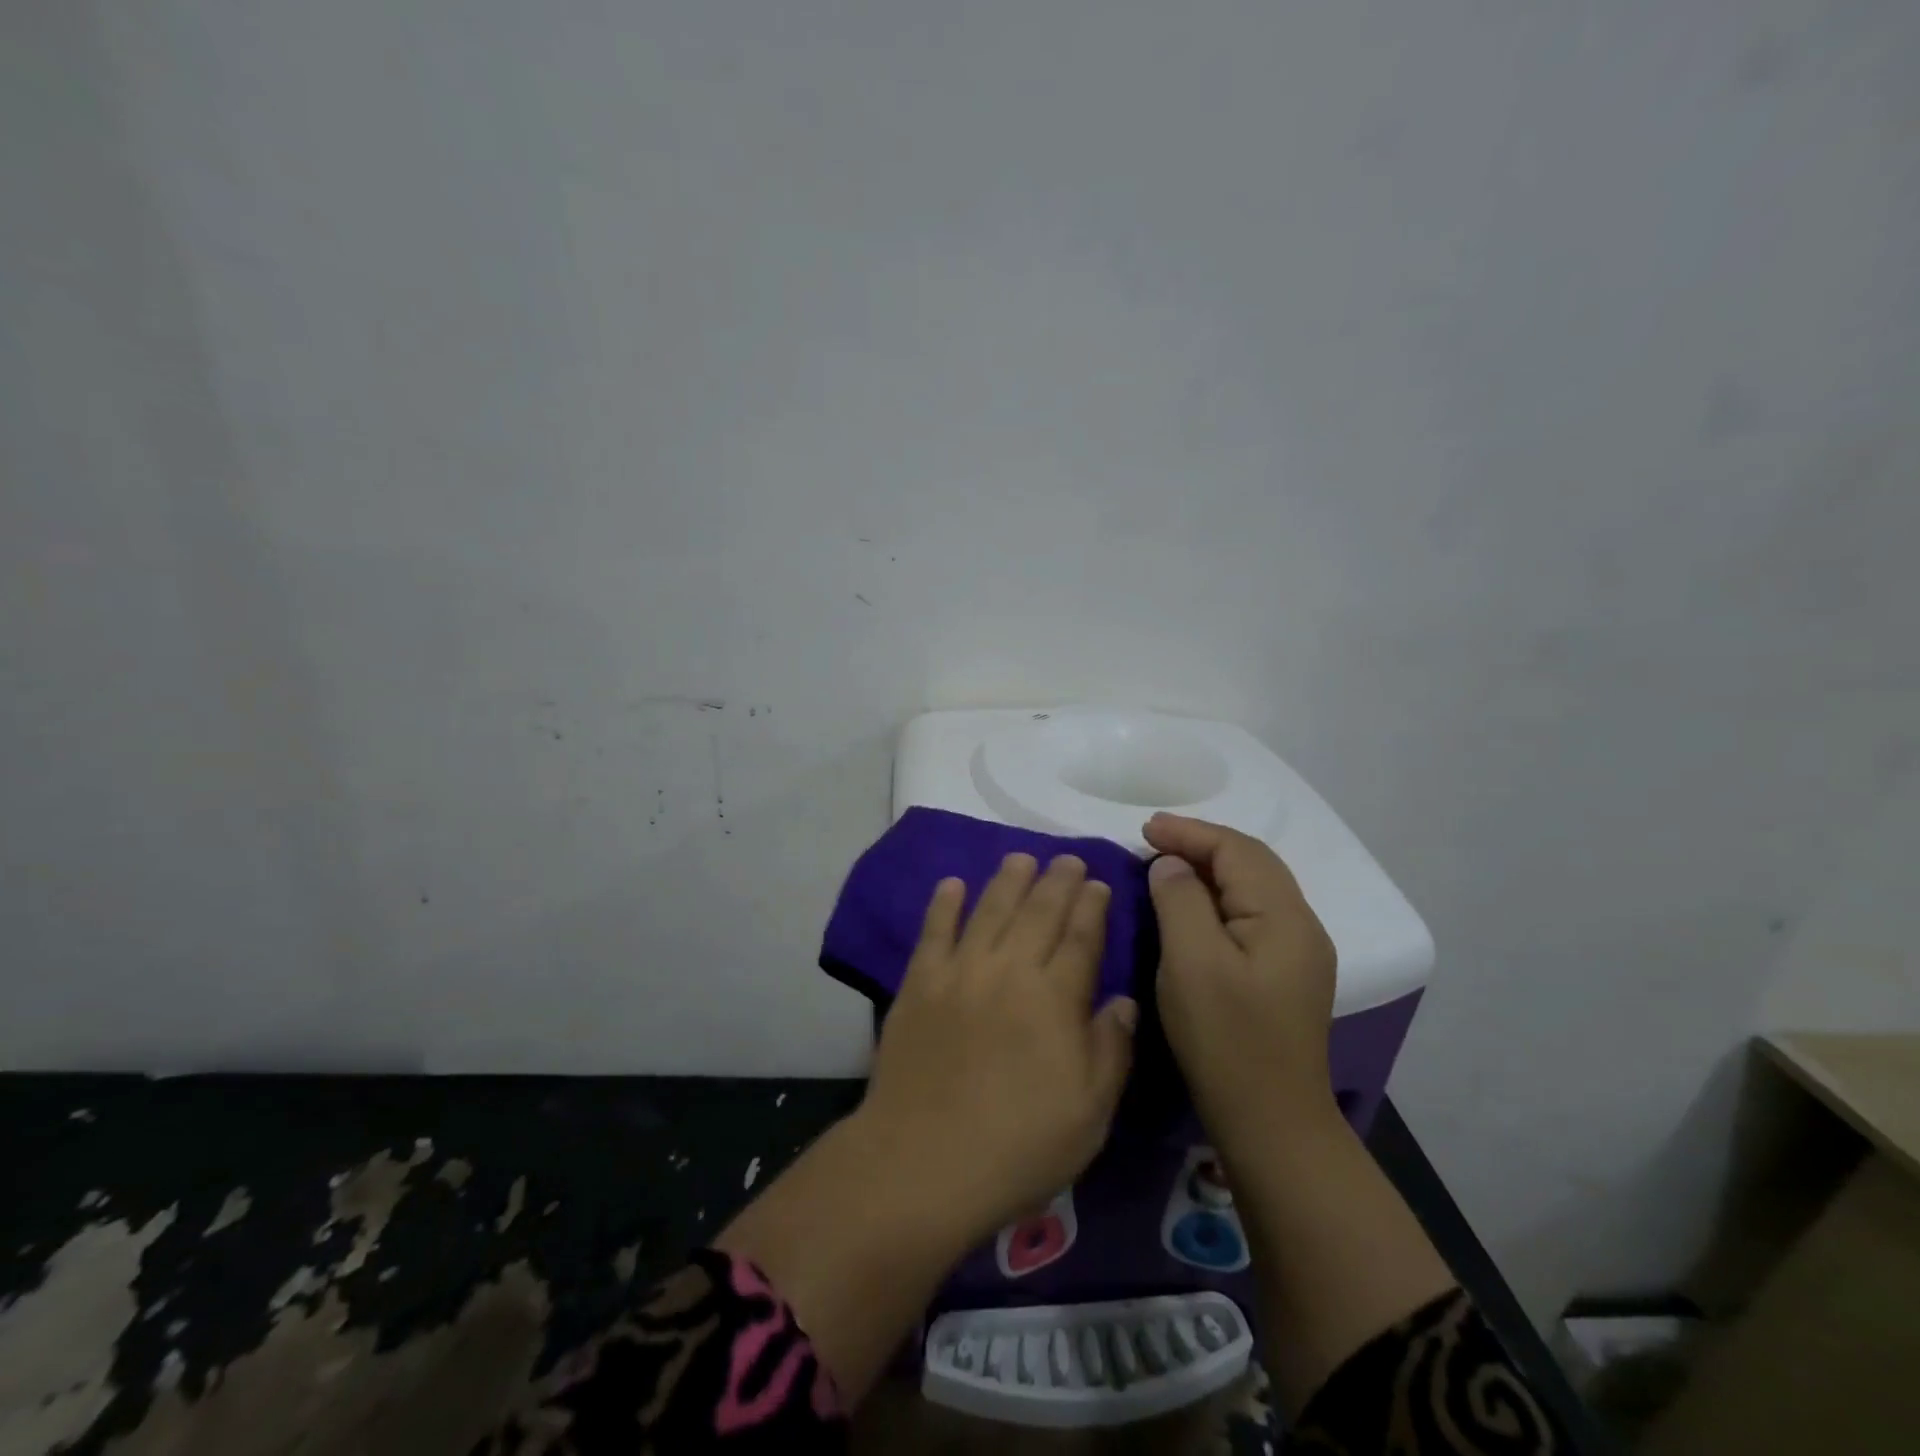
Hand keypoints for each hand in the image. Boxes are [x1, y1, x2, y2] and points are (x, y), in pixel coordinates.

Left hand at [859, 852, 1137, 1244]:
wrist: (923, 1161)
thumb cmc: (1019, 1145)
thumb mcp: (1090, 1112)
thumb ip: (1111, 1049)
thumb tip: (1123, 1000)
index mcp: (1056, 998)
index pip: (1081, 937)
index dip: (1092, 906)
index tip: (1099, 883)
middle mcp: (1010, 970)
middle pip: (1039, 912)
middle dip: (1058, 880)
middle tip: (1068, 858)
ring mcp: (960, 971)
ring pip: (990, 909)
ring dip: (1008, 879)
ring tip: (1021, 857)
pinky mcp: (919, 982)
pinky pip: (934, 930)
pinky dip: (944, 903)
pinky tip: (952, 884)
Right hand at [1142, 813, 1338, 1140]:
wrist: (1271, 1123)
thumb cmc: (1225, 1039)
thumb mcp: (1191, 963)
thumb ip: (1180, 900)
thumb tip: (1172, 865)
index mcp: (1285, 917)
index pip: (1237, 850)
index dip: (1189, 832)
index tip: (1143, 829)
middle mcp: (1301, 925)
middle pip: (1251, 861)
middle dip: (1201, 843)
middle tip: (1151, 840)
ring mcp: (1298, 951)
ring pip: (1252, 886)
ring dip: (1209, 868)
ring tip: (1165, 864)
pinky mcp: (1284, 973)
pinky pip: (1250, 912)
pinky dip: (1217, 895)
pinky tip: (1191, 904)